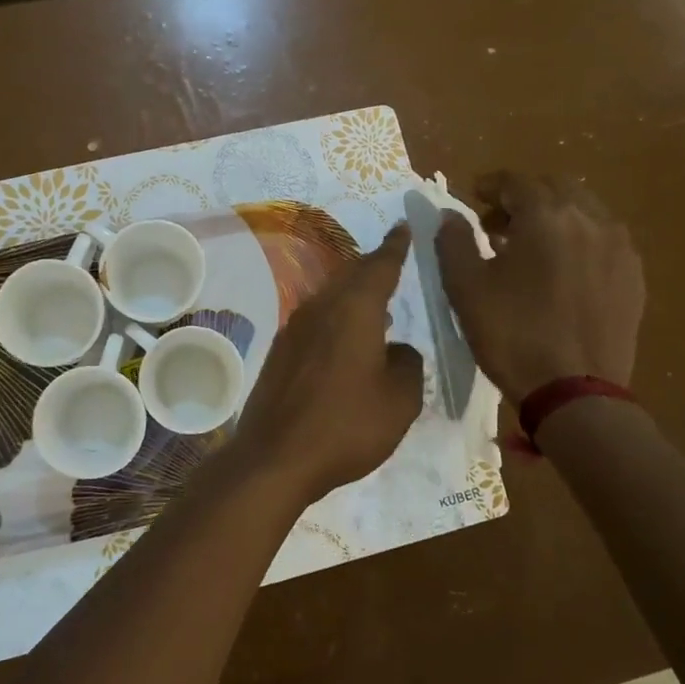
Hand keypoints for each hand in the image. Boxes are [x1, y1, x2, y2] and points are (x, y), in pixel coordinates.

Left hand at [231, 226, 423, 505]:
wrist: (275, 457)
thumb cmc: (346, 425)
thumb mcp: (400, 401)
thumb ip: (408, 365)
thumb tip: (398, 351)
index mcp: (354, 309)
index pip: (380, 266)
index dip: (396, 246)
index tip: (404, 226)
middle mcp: (321, 307)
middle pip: (351, 275)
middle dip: (374, 266)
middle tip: (393, 260)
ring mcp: (294, 328)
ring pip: (331, 296)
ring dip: (354, 293)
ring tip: (377, 303)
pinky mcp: (280, 351)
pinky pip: (316, 319)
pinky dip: (336, 317)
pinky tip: (346, 339)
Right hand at [436, 172, 644, 405]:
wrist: (574, 393)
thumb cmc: (512, 335)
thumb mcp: (465, 287)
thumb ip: (454, 241)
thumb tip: (451, 215)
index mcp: (546, 216)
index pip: (515, 181)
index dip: (490, 185)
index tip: (473, 197)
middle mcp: (590, 219)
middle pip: (554, 187)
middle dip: (524, 197)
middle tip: (498, 223)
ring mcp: (619, 247)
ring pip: (584, 210)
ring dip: (554, 216)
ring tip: (530, 247)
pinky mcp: (633, 276)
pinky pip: (603, 239)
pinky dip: (579, 239)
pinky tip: (562, 270)